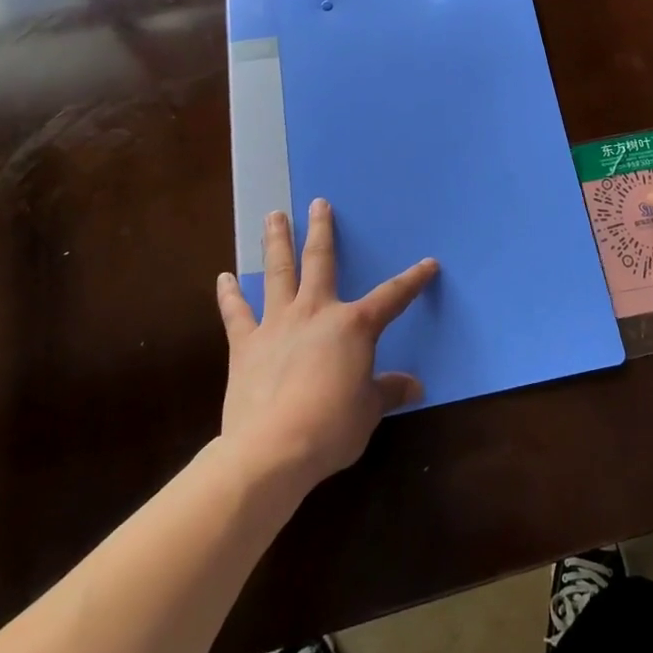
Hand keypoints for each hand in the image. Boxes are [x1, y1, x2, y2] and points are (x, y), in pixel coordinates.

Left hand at [216, 199, 437, 493]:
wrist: (272, 449)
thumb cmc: (331, 426)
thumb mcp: (368, 410)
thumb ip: (388, 390)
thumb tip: (415, 387)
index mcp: (353, 325)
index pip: (392, 297)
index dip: (413, 280)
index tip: (429, 263)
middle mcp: (316, 312)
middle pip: (321, 261)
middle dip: (321, 231)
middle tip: (318, 203)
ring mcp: (277, 324)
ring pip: (278, 272)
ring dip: (276, 243)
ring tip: (273, 216)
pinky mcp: (245, 345)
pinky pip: (237, 313)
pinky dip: (229, 295)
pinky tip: (223, 278)